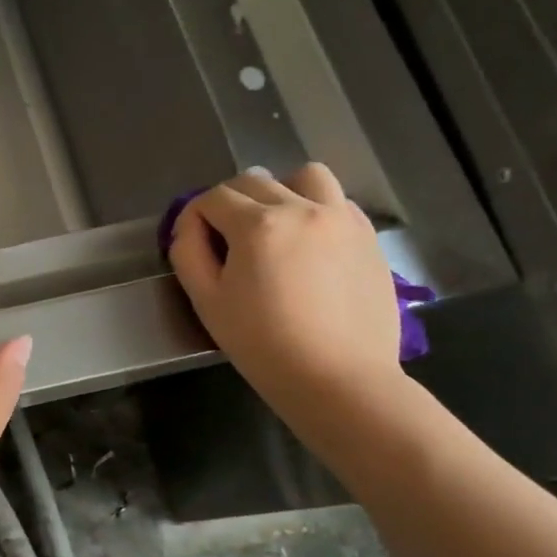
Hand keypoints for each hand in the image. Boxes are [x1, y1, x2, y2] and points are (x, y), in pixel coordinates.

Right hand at [168, 163, 402, 406]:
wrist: (339, 380)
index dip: (194, 217)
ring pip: (304, 177)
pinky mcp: (368, 236)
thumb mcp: (207, 301)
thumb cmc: (263, 344)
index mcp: (258, 225)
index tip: (192, 243)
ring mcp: (342, 218)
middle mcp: (302, 208)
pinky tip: (309, 245)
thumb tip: (189, 226)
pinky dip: (316, 209)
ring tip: (275, 227)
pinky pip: (337, 201)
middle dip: (230, 204)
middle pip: (253, 182)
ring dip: (281, 192)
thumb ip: (188, 253)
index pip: (212, 198)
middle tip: (226, 242)